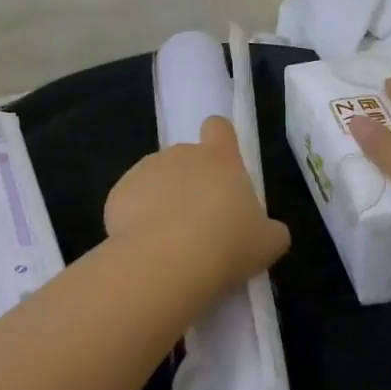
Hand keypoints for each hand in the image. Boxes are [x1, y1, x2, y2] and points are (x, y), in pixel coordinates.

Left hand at [105, 117, 289, 289]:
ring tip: (170, 243)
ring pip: (156, 181)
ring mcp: (146, 170)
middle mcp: (182, 154)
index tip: (221, 165)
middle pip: (187, 158)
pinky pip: (130, 203)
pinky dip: (135, 221)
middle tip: (199, 224)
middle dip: (190, 184)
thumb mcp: (267, 243)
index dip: (220, 141)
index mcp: (220, 158)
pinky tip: (145, 250)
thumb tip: (272, 232)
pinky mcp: (118, 193)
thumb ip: (271, 231)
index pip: (219, 127)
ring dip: (162, 202)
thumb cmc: (227, 244)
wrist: (166, 261)